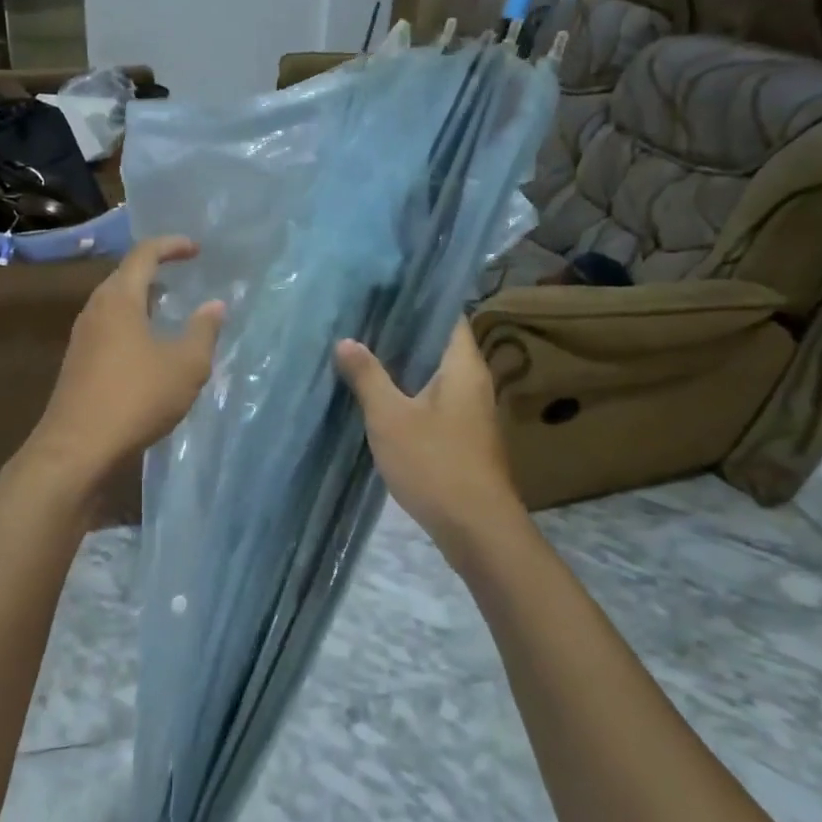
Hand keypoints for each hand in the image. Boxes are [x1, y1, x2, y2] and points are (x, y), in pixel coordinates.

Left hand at [24, 236, 224, 491]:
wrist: (77, 449)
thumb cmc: (136, 398)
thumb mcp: (185, 366)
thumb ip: (203, 331)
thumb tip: (215, 305)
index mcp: (120, 299)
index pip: (144, 254)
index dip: (171, 246)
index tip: (195, 250)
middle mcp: (96, 309)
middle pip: (125, 276)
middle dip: (155, 271)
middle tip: (183, 276)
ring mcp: (82, 337)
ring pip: (115, 304)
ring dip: (142, 300)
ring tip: (169, 310)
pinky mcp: (78, 363)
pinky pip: (108, 328)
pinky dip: (131, 324)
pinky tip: (148, 348)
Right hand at [336, 320, 527, 565]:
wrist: (476, 528)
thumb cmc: (435, 462)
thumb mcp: (390, 417)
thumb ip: (368, 376)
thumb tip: (345, 341)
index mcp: (464, 366)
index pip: (450, 316)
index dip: (421, 301)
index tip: (386, 293)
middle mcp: (474, 382)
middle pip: (441, 345)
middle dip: (405, 334)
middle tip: (364, 321)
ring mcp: (472, 412)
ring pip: (436, 375)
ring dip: (406, 366)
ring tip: (366, 353)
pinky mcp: (464, 437)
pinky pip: (436, 401)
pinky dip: (411, 393)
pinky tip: (382, 397)